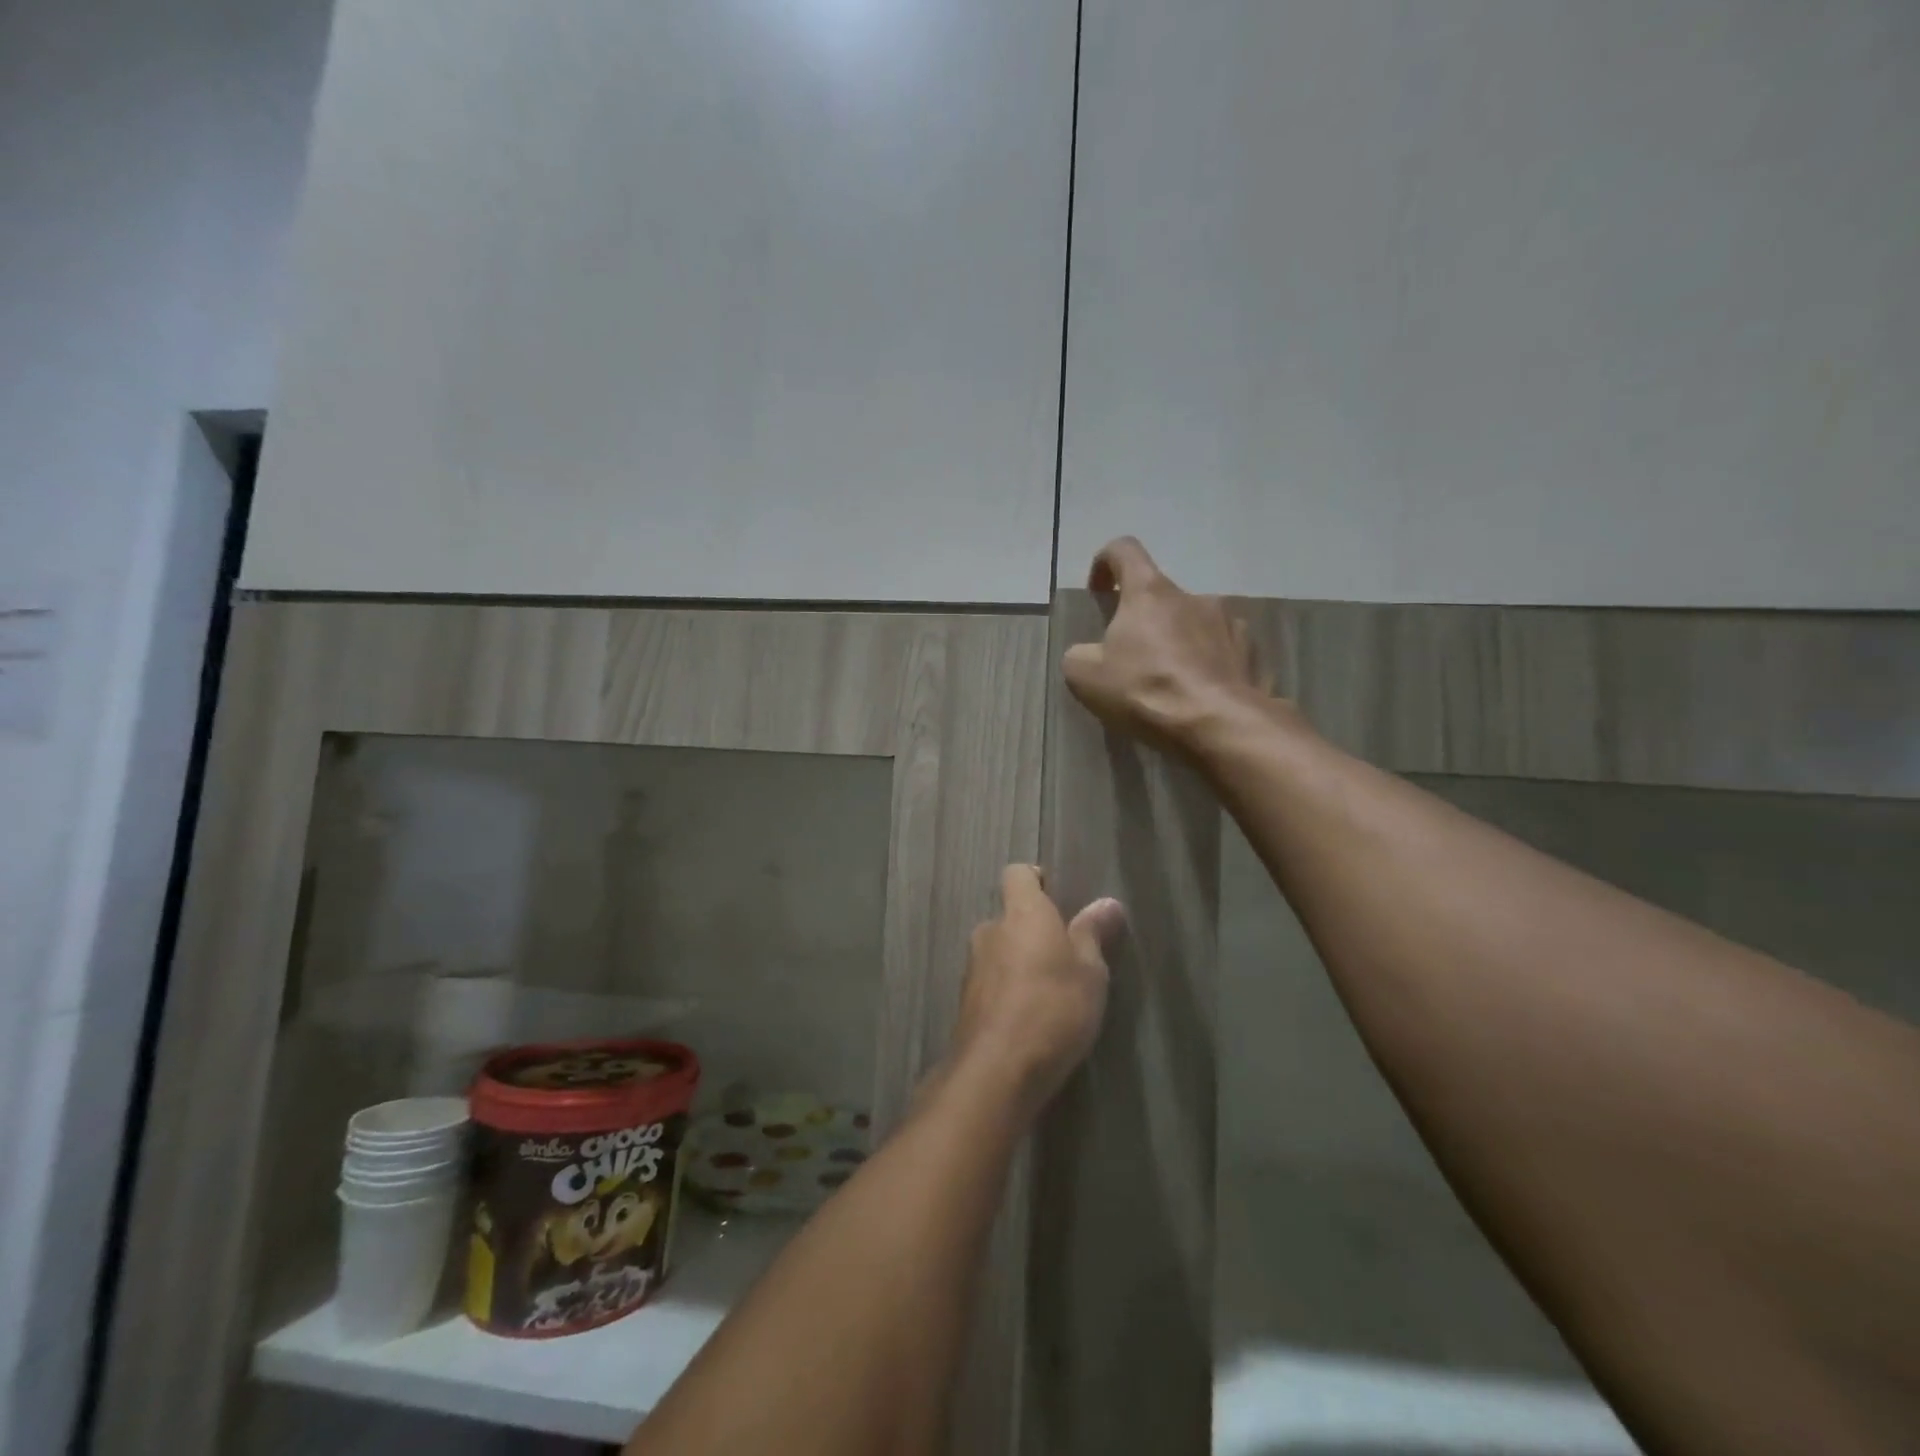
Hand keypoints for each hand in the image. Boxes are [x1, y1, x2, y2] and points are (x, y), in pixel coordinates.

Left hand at [948, 865, 1125, 1114]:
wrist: (998, 1070)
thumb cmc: (1054, 1008)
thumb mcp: (1090, 972)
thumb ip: (1094, 934)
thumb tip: (1107, 903)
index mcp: (1021, 913)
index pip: (1017, 874)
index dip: (1035, 880)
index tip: (1057, 897)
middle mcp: (990, 931)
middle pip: (1010, 916)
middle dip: (1032, 930)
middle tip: (1064, 955)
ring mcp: (973, 967)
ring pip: (999, 951)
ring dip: (1019, 962)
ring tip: (1050, 991)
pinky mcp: (966, 1002)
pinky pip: (991, 983)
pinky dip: (1008, 991)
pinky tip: (1030, 1018)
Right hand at [1061, 537, 1270, 755]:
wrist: (1218, 724)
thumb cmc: (1146, 690)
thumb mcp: (1086, 677)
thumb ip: (1080, 655)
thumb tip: (1088, 654)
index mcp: (1149, 593)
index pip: (1124, 550)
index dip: (1106, 562)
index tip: (1099, 590)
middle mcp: (1193, 596)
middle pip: (1160, 598)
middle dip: (1143, 622)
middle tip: (1131, 660)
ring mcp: (1229, 622)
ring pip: (1194, 624)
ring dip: (1179, 643)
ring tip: (1170, 683)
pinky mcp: (1252, 652)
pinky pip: (1222, 652)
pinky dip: (1207, 666)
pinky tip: (1200, 695)